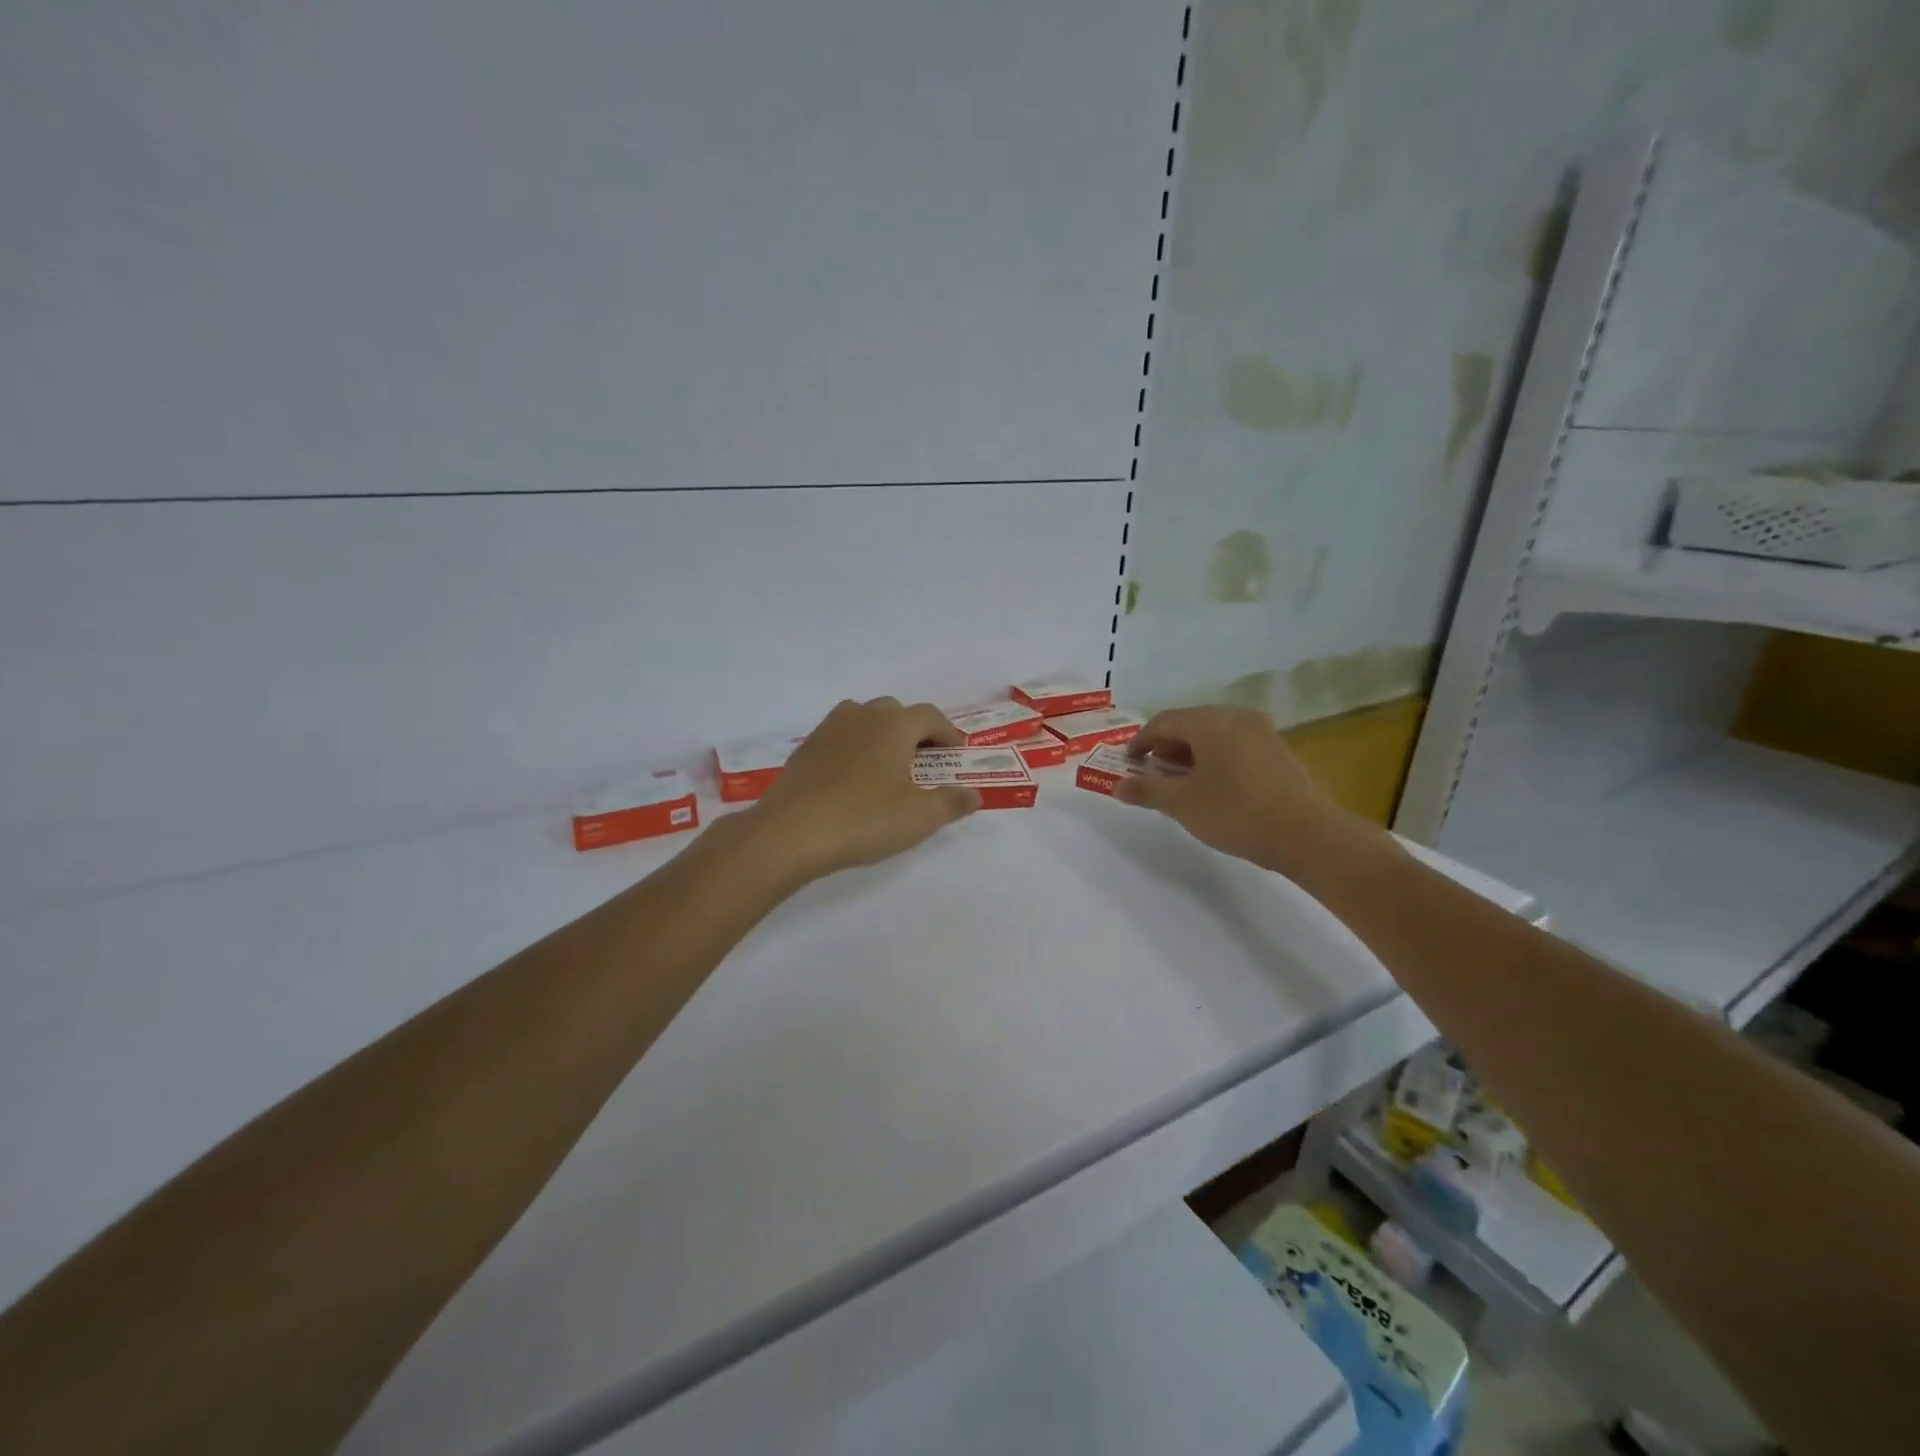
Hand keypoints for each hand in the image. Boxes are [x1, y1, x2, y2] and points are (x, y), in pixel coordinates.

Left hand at [746, 698, 978, 881]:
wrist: (791, 832)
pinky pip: (839, 737)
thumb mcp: (919, 817)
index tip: (957, 754)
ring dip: (880, 734)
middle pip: (896, 711)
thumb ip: (951, 803)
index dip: (948, 733)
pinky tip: (852, 778)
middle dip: (914, 731)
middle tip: (924, 761)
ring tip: (887, 764)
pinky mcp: (805, 749)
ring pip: (863, 718)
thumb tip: (973, 794)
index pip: (930, 716)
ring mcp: (829, 729)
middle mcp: (862, 716)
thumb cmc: (864, 819)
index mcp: (894, 725)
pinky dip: (853, 747)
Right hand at [1113, 705, 1370, 876]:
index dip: (1140, 742)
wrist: (1305, 834)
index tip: (1128, 764)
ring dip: (1192, 754)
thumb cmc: (1234, 812)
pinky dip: (1216, 759)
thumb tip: (1118, 786)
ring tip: (1182, 783)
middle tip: (1153, 774)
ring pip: (1215, 735)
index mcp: (1209, 722)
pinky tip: (1214, 787)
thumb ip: (1147, 790)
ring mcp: (1262, 732)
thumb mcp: (1182, 803)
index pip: (1163, 722)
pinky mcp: (1279, 751)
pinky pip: (1236, 746)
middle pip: (1190, 724)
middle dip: (1167, 748)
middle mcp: (1236, 717)